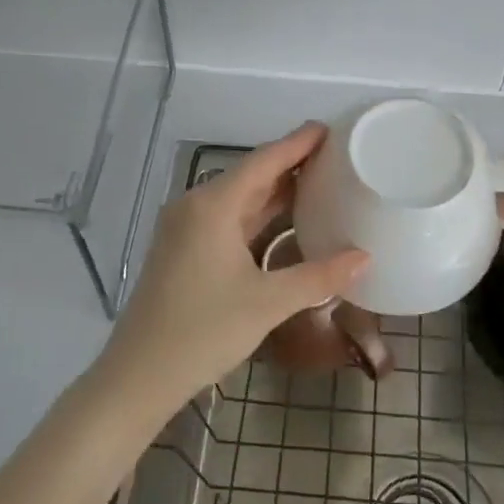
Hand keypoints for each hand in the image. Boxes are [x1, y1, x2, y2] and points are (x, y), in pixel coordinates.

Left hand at [99, 122, 369, 412]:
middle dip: (290, 164)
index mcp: (213, 206)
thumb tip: (364, 257)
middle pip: (250, 175)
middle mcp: (196, 206)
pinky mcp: (183, 249)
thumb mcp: (267, 303)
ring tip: (318, 180)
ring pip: (238, 198)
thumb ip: (318, 276)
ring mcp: (186, 228)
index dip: (297, 143)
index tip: (328, 128)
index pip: (263, 161)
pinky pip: (228, 218)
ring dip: (275, 190)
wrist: (138, 376)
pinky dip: (258, 214)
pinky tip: (284, 220)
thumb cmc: (202, 331)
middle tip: (334, 155)